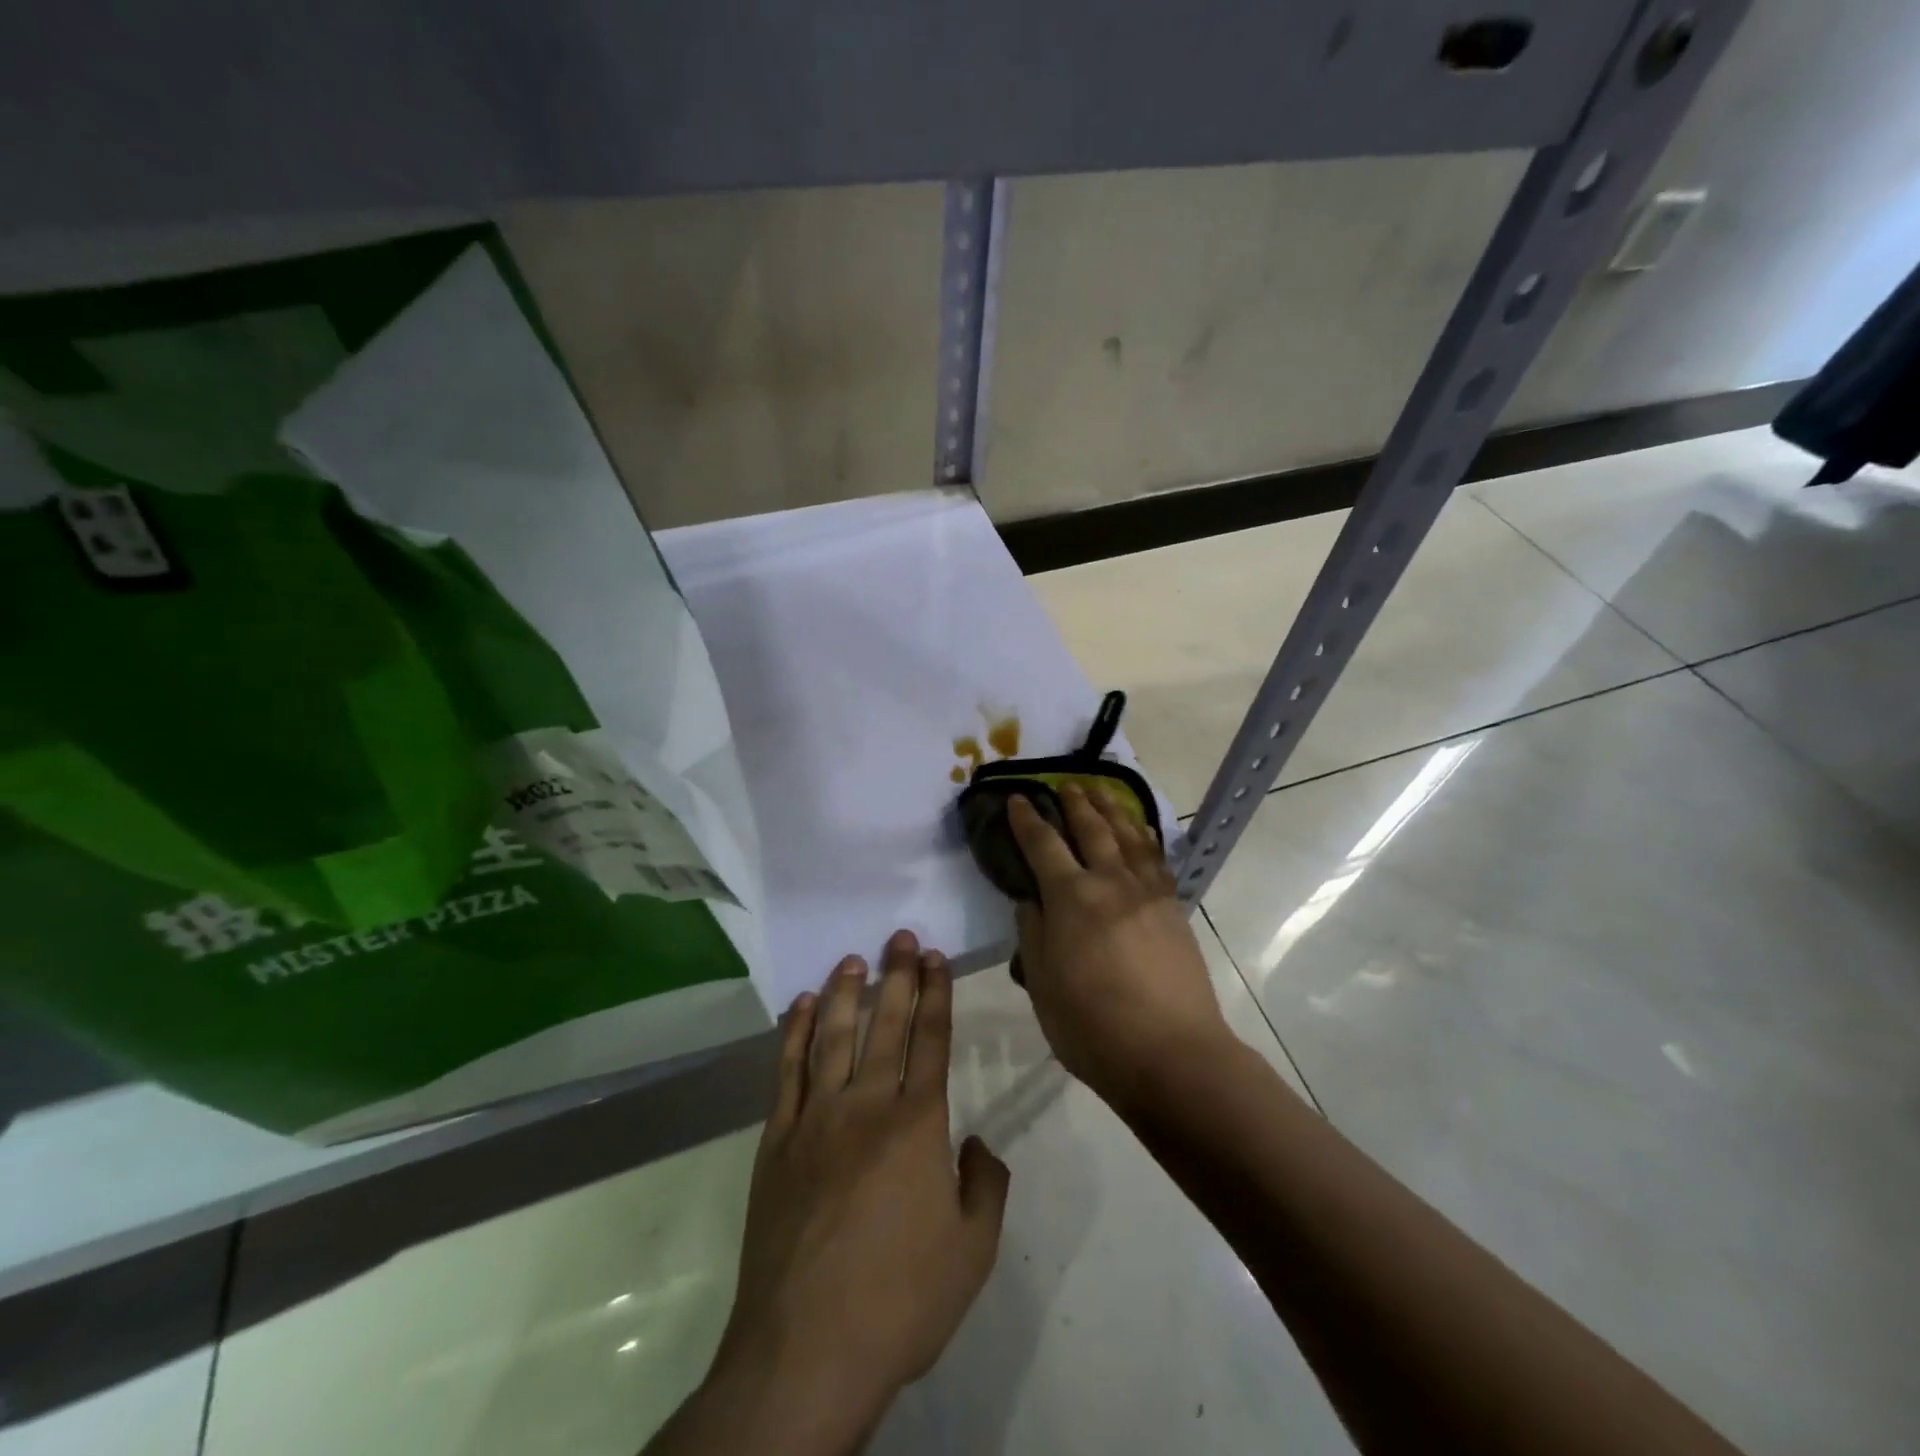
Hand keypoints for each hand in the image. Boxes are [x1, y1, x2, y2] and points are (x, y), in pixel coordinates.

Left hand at [705, 931, 1009, 1450]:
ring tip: (853, 959)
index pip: (931, 1041)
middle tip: (900, 937)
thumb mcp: (972, 1252)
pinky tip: (799, 1007)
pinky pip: (786, 1073)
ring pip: (832, 1037)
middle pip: (885, 1026)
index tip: (937, 958)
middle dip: (897, 977)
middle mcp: (866, 1106)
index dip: (936, 995)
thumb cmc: (899, 1301)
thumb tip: (975, 1143)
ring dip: (844, 993)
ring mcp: (815, 1120)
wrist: (806, 1351)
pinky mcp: (776, 1142)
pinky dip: (793, 1034)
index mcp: (917, 1125)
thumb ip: (984, 1186)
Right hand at [1007, 784, 1233, 1107]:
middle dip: (1074, 802)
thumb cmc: (1092, 1027)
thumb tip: (1030, 902)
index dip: (1027, 819)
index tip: (1018, 798)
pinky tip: (1142, 830)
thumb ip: (1032, 935)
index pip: (1043, 844)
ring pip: (1128, 835)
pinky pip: (1156, 859)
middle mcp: (1110, 882)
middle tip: (1064, 783)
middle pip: (1091, 829)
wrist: (1171, 1053)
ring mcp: (1147, 893)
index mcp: (1071, 898)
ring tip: (1100, 790)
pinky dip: (1146, 837)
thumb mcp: (1042, 985)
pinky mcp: (1172, 908)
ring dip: (1111, 809)